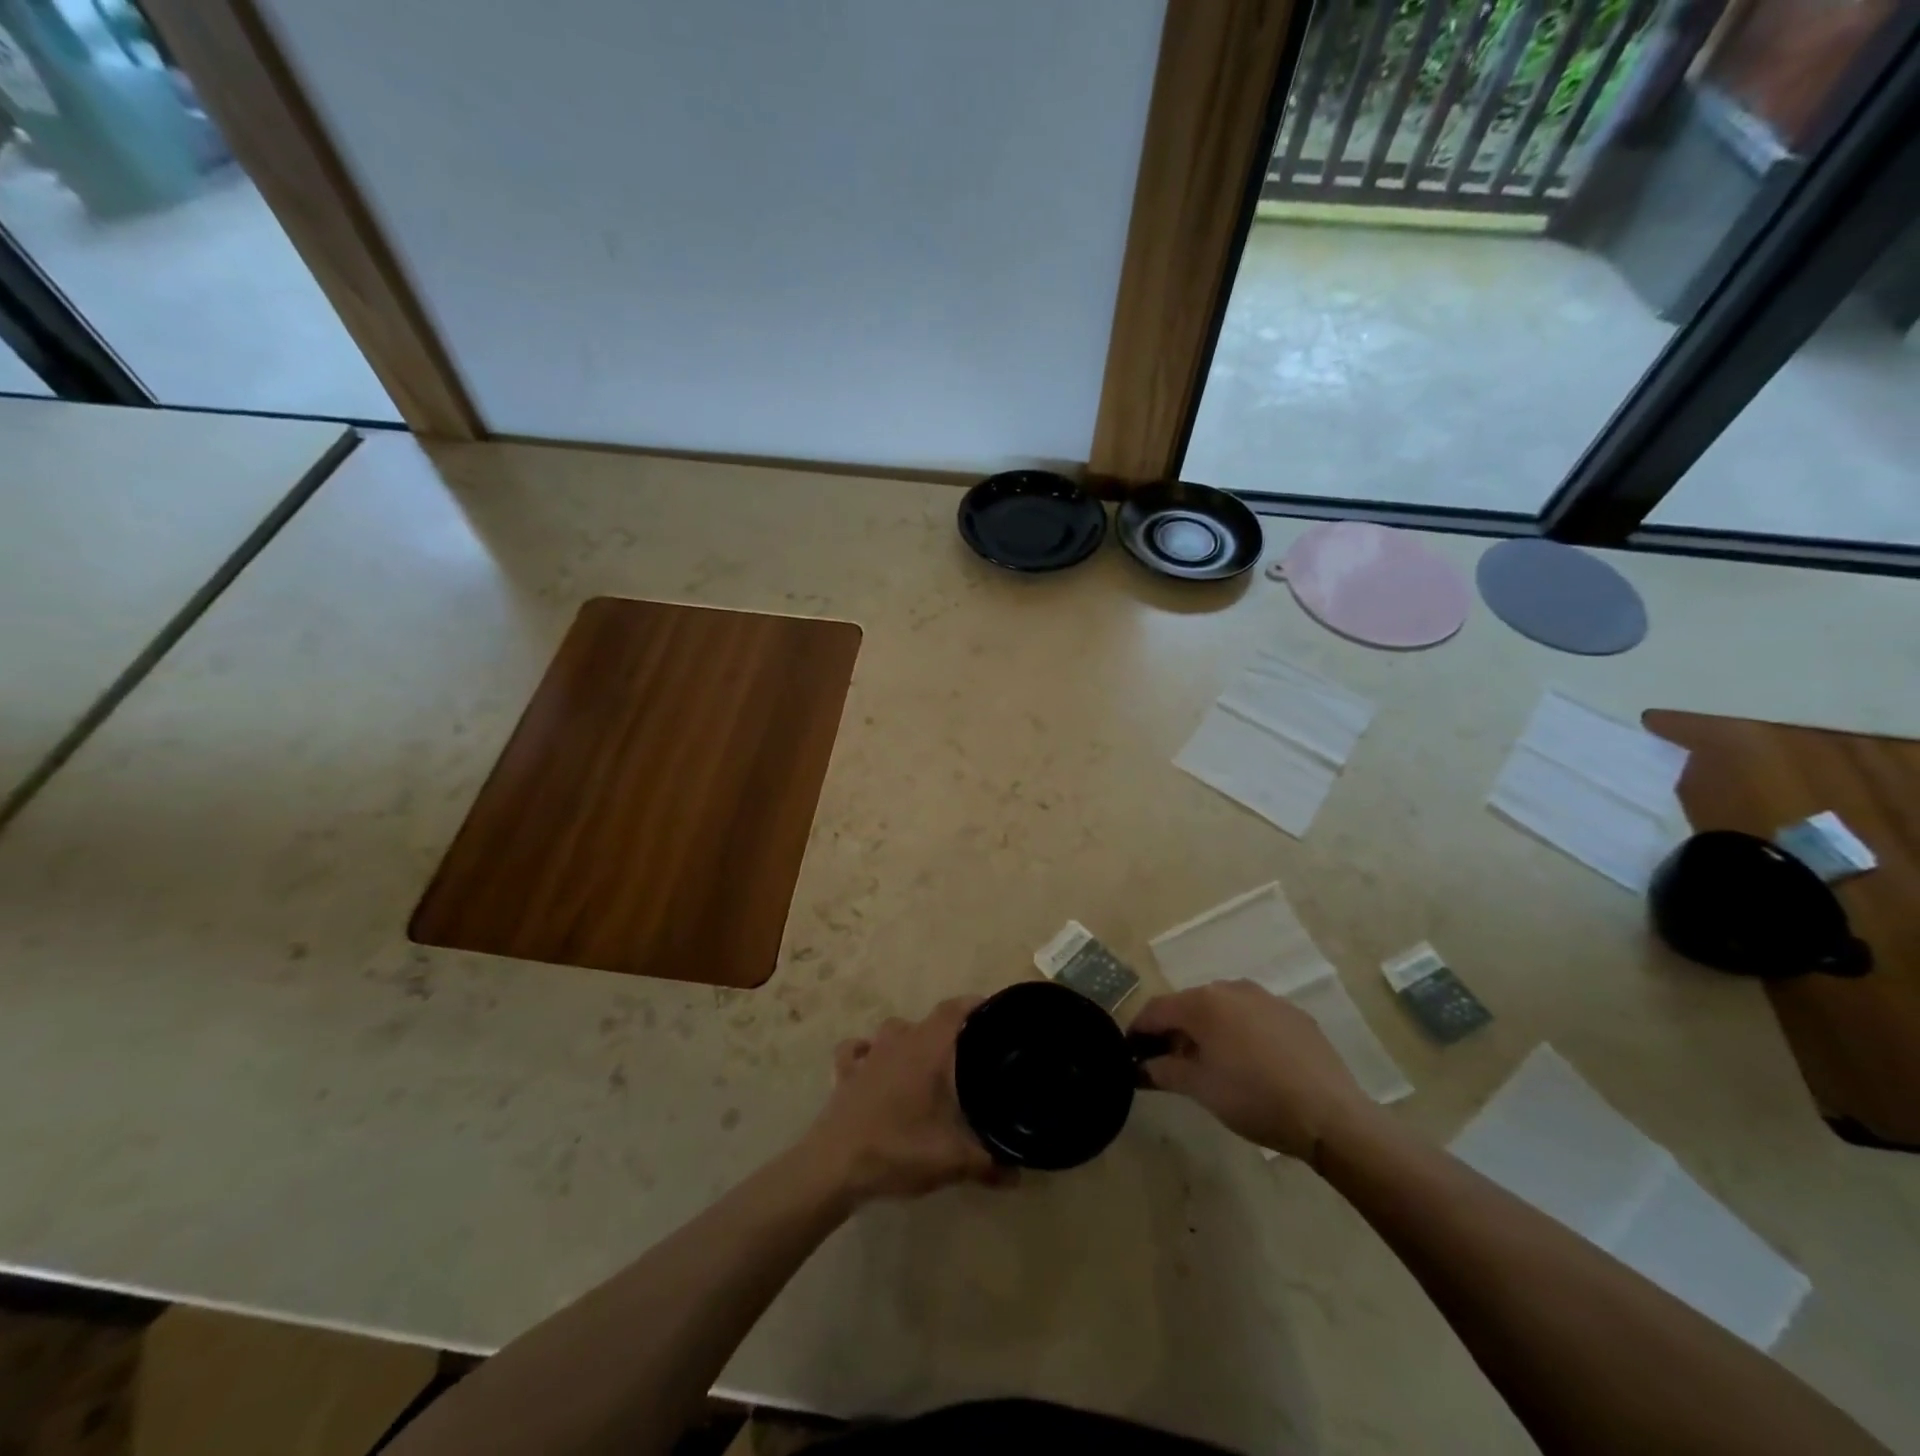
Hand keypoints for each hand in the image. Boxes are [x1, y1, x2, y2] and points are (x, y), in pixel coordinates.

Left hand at [801, 998, 1001, 1205]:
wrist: (833, 1166)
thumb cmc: (897, 1149)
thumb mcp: (951, 1161)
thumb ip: (989, 1163)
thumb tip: (1020, 1173)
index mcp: (927, 1048)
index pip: (955, 1010)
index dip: (976, 1006)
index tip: (997, 1014)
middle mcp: (898, 1040)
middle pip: (929, 1021)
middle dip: (951, 1031)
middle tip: (971, 1053)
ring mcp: (868, 1054)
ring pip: (895, 1030)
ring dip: (912, 1039)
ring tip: (927, 1062)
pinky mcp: (845, 1073)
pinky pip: (857, 1050)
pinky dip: (867, 1052)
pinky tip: (873, 1066)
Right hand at [1131, 980, 1378, 1163]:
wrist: (1330, 1115)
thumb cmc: (1254, 1098)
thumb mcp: (1200, 1088)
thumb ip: (1163, 1071)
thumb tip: (1140, 1066)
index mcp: (1203, 1003)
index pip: (1156, 1009)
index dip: (1139, 1030)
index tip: (1130, 1053)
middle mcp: (1231, 989)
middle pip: (1189, 1006)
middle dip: (1174, 1031)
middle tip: (1170, 1063)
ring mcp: (1266, 998)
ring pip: (1223, 1009)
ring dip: (1208, 1030)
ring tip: (1211, 1064)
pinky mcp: (1294, 1014)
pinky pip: (1254, 1017)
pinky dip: (1241, 1033)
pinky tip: (1252, 1064)